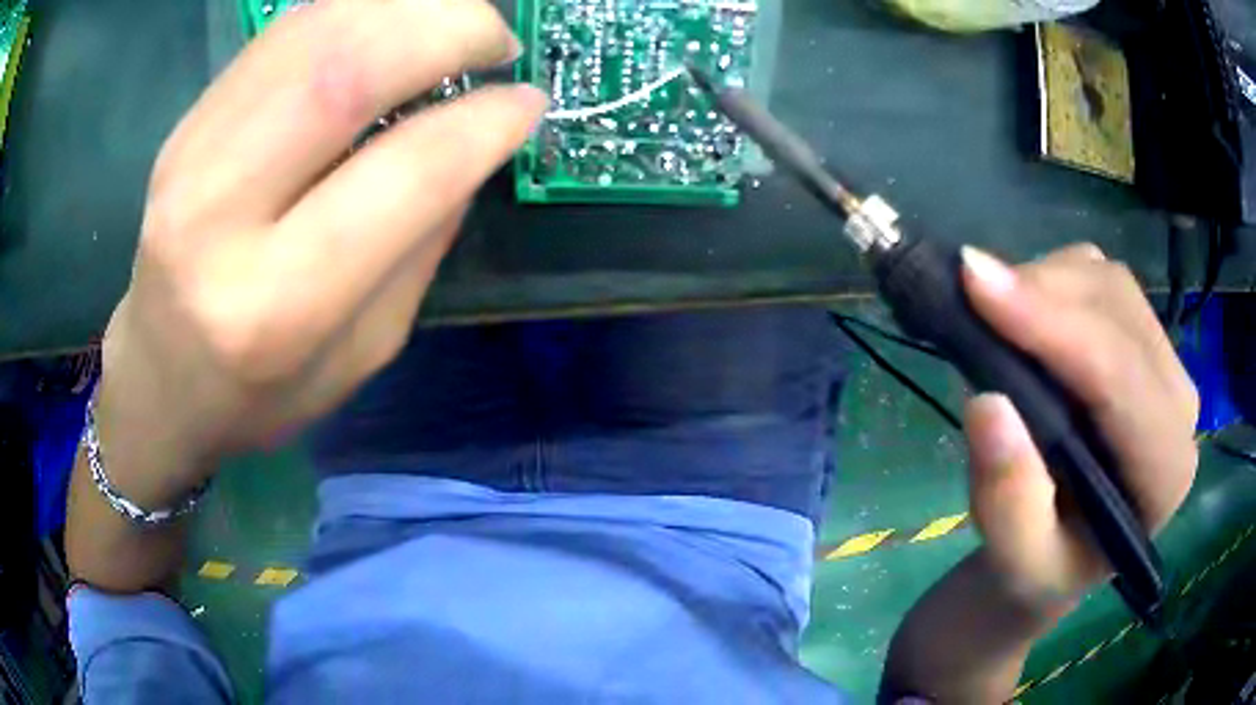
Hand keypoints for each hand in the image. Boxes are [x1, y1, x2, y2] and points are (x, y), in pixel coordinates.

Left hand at [96, 0, 545, 496]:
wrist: (159, 381)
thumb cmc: (260, 393)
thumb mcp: (362, 353)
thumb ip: (419, 246)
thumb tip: (473, 139)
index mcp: (275, 305)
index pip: (402, 173)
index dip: (484, 121)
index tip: (528, 102)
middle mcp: (219, 216)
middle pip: (346, 69)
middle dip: (450, 30)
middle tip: (498, 41)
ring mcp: (189, 155)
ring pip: (314, 31)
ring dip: (406, 8)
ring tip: (453, 25)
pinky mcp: (185, 124)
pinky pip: (281, 35)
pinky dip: (355, 11)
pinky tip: (391, 26)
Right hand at [960, 243, 1198, 611]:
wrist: (1064, 554)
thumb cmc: (1043, 568)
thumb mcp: (1017, 563)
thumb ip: (1009, 503)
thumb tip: (987, 404)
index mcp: (1164, 472)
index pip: (1119, 377)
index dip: (1053, 327)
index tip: (975, 285)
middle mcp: (1178, 404)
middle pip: (1118, 309)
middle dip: (1042, 292)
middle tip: (969, 296)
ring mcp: (1165, 364)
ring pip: (1109, 282)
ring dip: (1045, 281)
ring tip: (993, 315)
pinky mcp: (1144, 340)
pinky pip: (1101, 279)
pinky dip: (1054, 279)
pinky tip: (1025, 314)